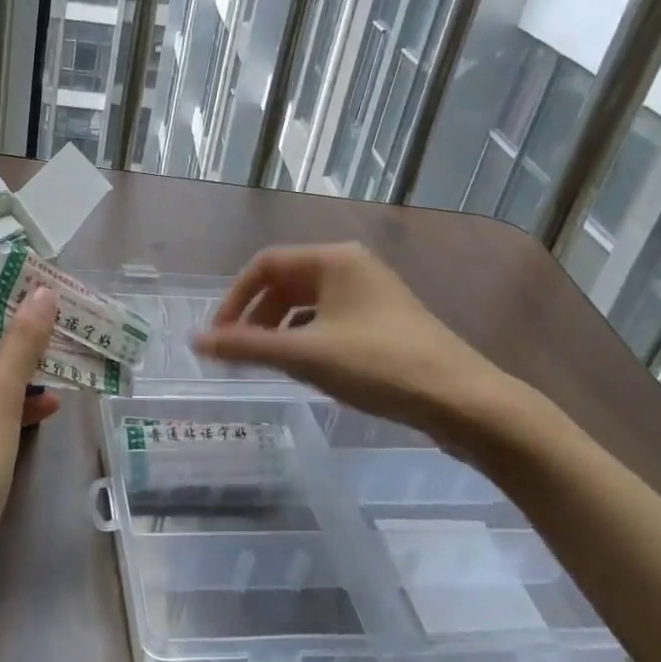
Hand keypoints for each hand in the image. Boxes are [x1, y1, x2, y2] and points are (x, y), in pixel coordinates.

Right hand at [193, 242, 520, 444]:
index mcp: (333, 259)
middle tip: (238, 353)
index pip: (264, 265)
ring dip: (279, 330)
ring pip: (306, 304)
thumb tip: (195, 342)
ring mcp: (370, 293)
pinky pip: (328, 320)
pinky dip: (306, 339)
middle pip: (285, 283)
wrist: (465, 402)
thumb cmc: (380, 366)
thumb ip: (246, 347)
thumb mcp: (305, 356)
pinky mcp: (383, 321)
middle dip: (256, 316)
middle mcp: (351, 266)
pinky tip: (305, 368)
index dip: (233, 299)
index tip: (219, 337)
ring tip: (267, 363)